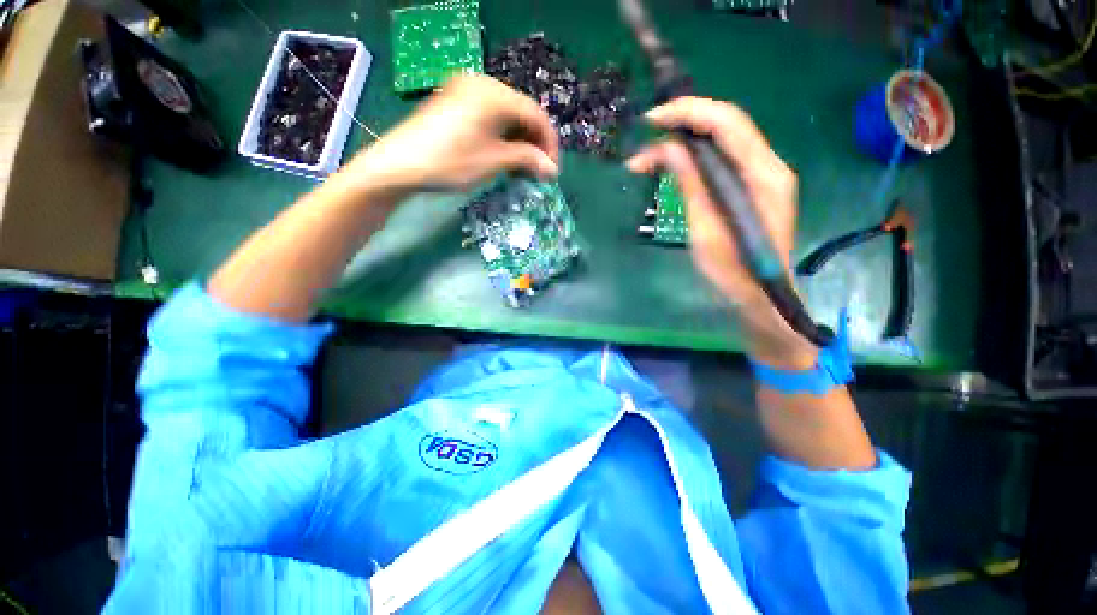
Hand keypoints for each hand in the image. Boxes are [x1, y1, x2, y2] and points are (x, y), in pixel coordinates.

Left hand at [342, 75, 558, 193]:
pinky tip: (503, 156)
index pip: (536, 115)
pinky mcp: (457, 102)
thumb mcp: (494, 161)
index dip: (549, 144)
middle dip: (534, 144)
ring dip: (519, 142)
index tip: (553, 171)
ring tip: (521, 169)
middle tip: (538, 171)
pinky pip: (490, 117)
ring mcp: (468, 91)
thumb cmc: (451, 161)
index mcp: (495, 94)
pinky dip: (502, 137)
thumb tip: (552, 169)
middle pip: (522, 113)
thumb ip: (527, 159)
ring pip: (507, 116)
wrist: (401, 163)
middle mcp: (484, 84)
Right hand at [626, 97, 815, 367]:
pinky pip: (721, 159)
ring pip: (721, 141)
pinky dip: (694, 158)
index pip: (727, 122)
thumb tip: (669, 149)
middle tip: (645, 139)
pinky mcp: (752, 185)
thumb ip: (692, 184)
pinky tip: (672, 168)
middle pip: (725, 125)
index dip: (688, 112)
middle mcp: (769, 164)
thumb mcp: (705, 229)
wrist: (760, 295)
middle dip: (682, 124)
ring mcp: (763, 174)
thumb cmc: (732, 271)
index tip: (651, 121)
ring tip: (648, 161)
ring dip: (684, 143)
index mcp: (763, 174)